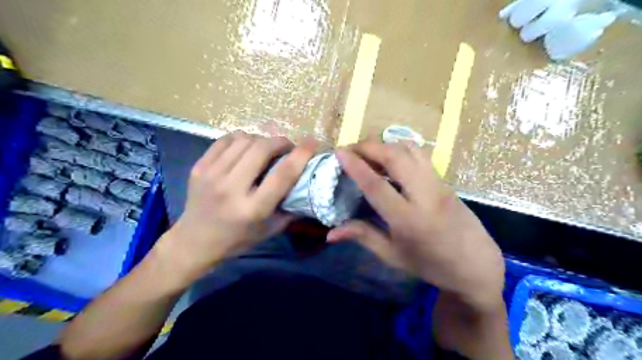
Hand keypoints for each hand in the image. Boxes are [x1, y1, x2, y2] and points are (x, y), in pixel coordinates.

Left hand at [156, 130, 314, 282]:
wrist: (194, 241)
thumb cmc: (237, 239)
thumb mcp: (270, 231)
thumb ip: (291, 209)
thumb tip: (309, 187)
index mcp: (253, 209)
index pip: (283, 174)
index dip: (301, 154)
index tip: (313, 143)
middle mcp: (232, 189)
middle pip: (262, 149)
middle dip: (281, 142)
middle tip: (287, 147)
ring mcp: (212, 175)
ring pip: (244, 140)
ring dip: (262, 140)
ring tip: (266, 148)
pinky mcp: (199, 167)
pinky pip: (225, 140)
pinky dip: (241, 139)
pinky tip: (246, 147)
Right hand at [329, 141, 503, 309]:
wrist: (475, 264)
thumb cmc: (431, 264)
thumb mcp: (393, 256)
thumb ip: (362, 236)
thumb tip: (330, 233)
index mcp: (408, 219)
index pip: (376, 185)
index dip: (355, 166)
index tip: (338, 152)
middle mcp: (425, 195)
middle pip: (395, 157)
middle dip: (368, 147)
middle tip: (349, 150)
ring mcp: (437, 184)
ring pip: (410, 150)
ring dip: (384, 145)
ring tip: (367, 152)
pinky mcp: (444, 180)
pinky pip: (419, 155)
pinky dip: (399, 148)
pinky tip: (389, 158)